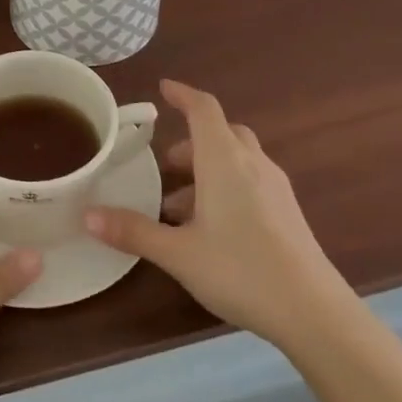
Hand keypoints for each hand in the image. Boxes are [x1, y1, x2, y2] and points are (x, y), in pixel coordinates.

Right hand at [84, 79, 349, 344]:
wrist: (314, 312)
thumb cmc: (240, 270)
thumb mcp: (178, 253)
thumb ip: (133, 231)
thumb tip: (87, 216)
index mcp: (224, 161)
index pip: (203, 110)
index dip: (182, 94)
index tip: (163, 88)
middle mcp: (252, 164)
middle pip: (222, 133)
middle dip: (191, 141)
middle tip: (165, 164)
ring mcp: (275, 188)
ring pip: (237, 159)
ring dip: (207, 169)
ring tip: (178, 207)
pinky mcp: (288, 212)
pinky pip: (250, 181)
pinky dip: (226, 187)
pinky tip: (211, 227)